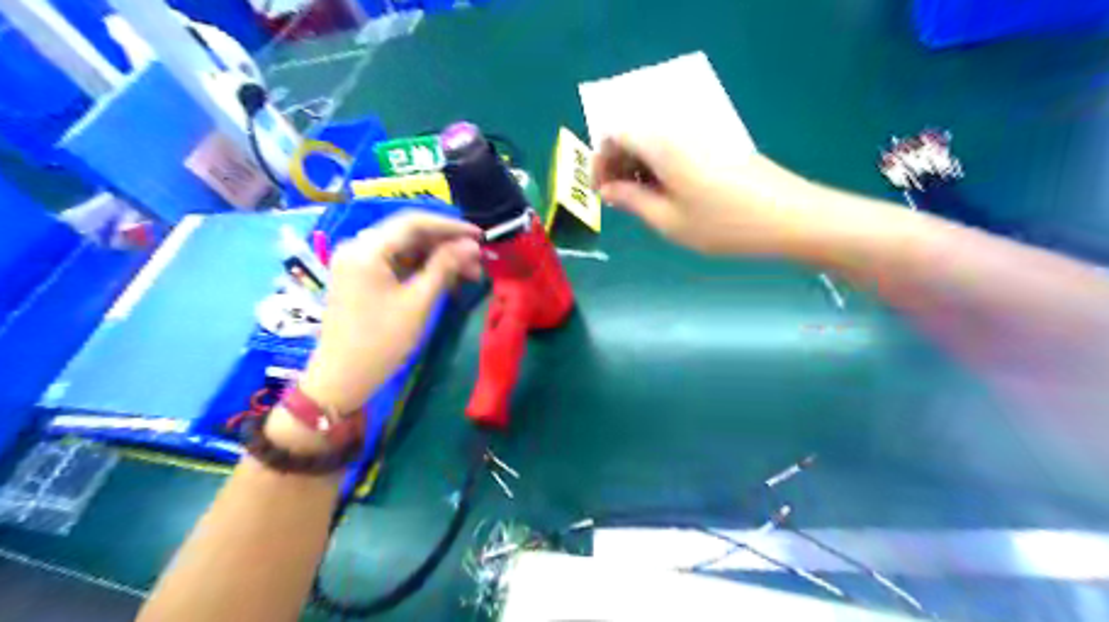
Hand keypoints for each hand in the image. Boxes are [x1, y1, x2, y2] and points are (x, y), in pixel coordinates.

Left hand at [296, 212, 483, 413]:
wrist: (343, 378)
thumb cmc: (382, 341)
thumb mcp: (418, 302)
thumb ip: (445, 266)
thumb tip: (471, 245)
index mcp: (367, 249)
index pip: (414, 222)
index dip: (451, 226)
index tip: (480, 236)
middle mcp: (358, 247)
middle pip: (410, 233)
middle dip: (447, 244)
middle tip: (478, 260)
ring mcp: (358, 262)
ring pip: (406, 248)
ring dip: (437, 257)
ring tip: (468, 273)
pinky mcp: (361, 277)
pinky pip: (396, 263)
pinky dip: (421, 268)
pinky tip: (445, 279)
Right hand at [593, 134, 817, 255]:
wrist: (788, 217)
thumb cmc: (722, 223)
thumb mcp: (668, 220)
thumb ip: (631, 201)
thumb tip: (608, 190)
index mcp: (662, 143)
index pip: (614, 134)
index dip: (600, 161)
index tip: (601, 192)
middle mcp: (679, 130)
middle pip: (633, 134)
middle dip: (617, 165)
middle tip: (618, 201)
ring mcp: (701, 135)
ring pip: (655, 142)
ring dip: (638, 168)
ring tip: (641, 203)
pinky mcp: (717, 144)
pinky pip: (676, 148)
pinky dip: (661, 168)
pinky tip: (668, 195)